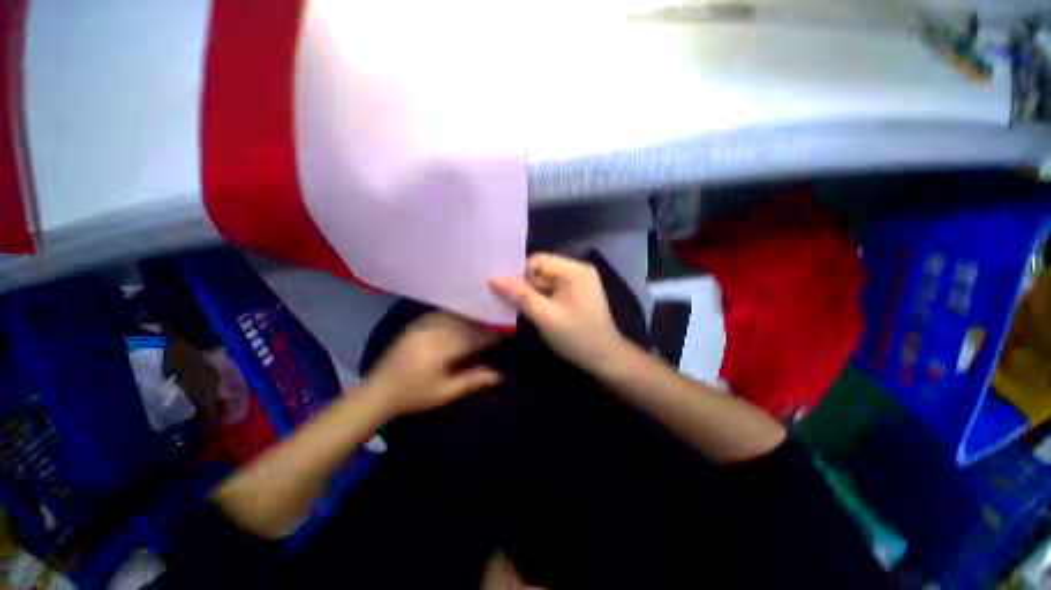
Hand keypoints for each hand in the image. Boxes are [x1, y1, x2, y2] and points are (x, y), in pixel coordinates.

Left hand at [367, 313, 500, 416]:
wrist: (378, 391)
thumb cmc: (413, 395)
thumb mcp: (444, 393)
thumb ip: (472, 380)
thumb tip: (500, 375)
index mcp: (439, 349)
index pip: (472, 336)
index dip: (490, 335)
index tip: (505, 333)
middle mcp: (431, 331)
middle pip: (465, 322)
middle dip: (483, 323)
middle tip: (497, 325)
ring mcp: (422, 325)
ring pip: (454, 315)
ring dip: (470, 317)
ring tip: (484, 320)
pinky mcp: (416, 324)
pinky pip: (441, 313)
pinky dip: (455, 315)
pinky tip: (463, 317)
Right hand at [490, 253, 627, 370]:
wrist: (605, 359)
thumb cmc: (576, 337)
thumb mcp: (545, 316)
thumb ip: (520, 295)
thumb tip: (494, 278)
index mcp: (574, 270)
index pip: (538, 260)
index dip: (518, 272)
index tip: (502, 289)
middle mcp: (578, 271)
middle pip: (542, 270)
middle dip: (524, 284)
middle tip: (503, 298)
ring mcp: (579, 283)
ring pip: (545, 281)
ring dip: (531, 293)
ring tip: (513, 305)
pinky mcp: (577, 294)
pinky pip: (553, 290)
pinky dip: (540, 298)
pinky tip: (530, 309)